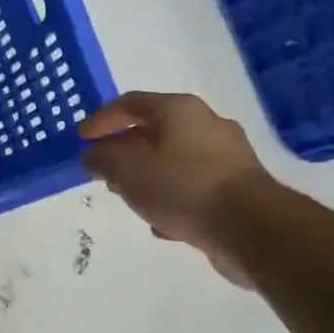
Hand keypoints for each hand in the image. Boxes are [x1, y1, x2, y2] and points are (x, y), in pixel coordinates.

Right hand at [78, 91, 273, 286]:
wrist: (252, 228)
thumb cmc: (181, 186)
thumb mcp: (125, 169)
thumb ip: (101, 158)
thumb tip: (94, 155)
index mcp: (179, 109)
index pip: (130, 103)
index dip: (101, 119)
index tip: (81, 139)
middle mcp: (206, 124)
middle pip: (154, 130)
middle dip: (124, 149)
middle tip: (103, 168)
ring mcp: (227, 157)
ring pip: (174, 160)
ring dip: (147, 175)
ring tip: (128, 196)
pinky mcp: (239, 189)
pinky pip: (194, 186)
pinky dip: (173, 196)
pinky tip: (161, 221)